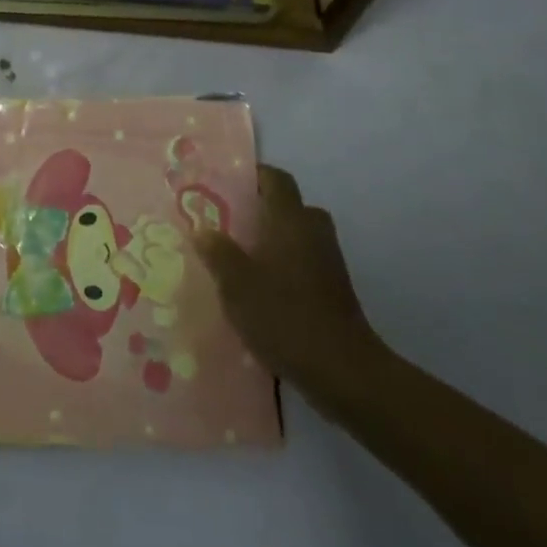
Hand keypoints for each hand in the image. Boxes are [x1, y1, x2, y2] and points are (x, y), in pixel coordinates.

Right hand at [194, 166, 385, 413]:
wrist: (342, 371)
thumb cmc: (284, 315)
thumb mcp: (236, 283)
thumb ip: (218, 252)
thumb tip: (203, 229)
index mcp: (289, 219)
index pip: (276, 178)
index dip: (254, 175)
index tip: (227, 184)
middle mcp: (312, 231)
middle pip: (290, 206)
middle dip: (264, 211)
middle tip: (233, 223)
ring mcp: (329, 262)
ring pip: (299, 236)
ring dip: (276, 241)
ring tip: (243, 258)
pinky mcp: (336, 290)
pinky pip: (306, 262)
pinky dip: (287, 266)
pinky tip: (263, 290)